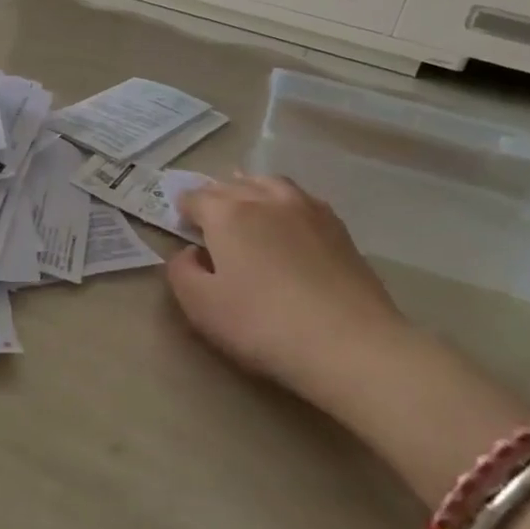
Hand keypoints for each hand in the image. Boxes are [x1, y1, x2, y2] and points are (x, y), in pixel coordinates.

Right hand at [168, 174, 411, 408]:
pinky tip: (288, 223)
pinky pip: (302, 200)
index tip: (181, 226)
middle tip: (210, 220)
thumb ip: (181, 272)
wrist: (348, 344)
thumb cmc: (262, 324)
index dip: (184, 209)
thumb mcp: (200, 305)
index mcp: (228, 213)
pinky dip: (285, 203)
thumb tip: (190, 253)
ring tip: (248, 207)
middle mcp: (266, 200)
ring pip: (271, 184)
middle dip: (216, 197)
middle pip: (233, 185)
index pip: (197, 197)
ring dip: (252, 190)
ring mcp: (308, 210)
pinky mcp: (339, 229)